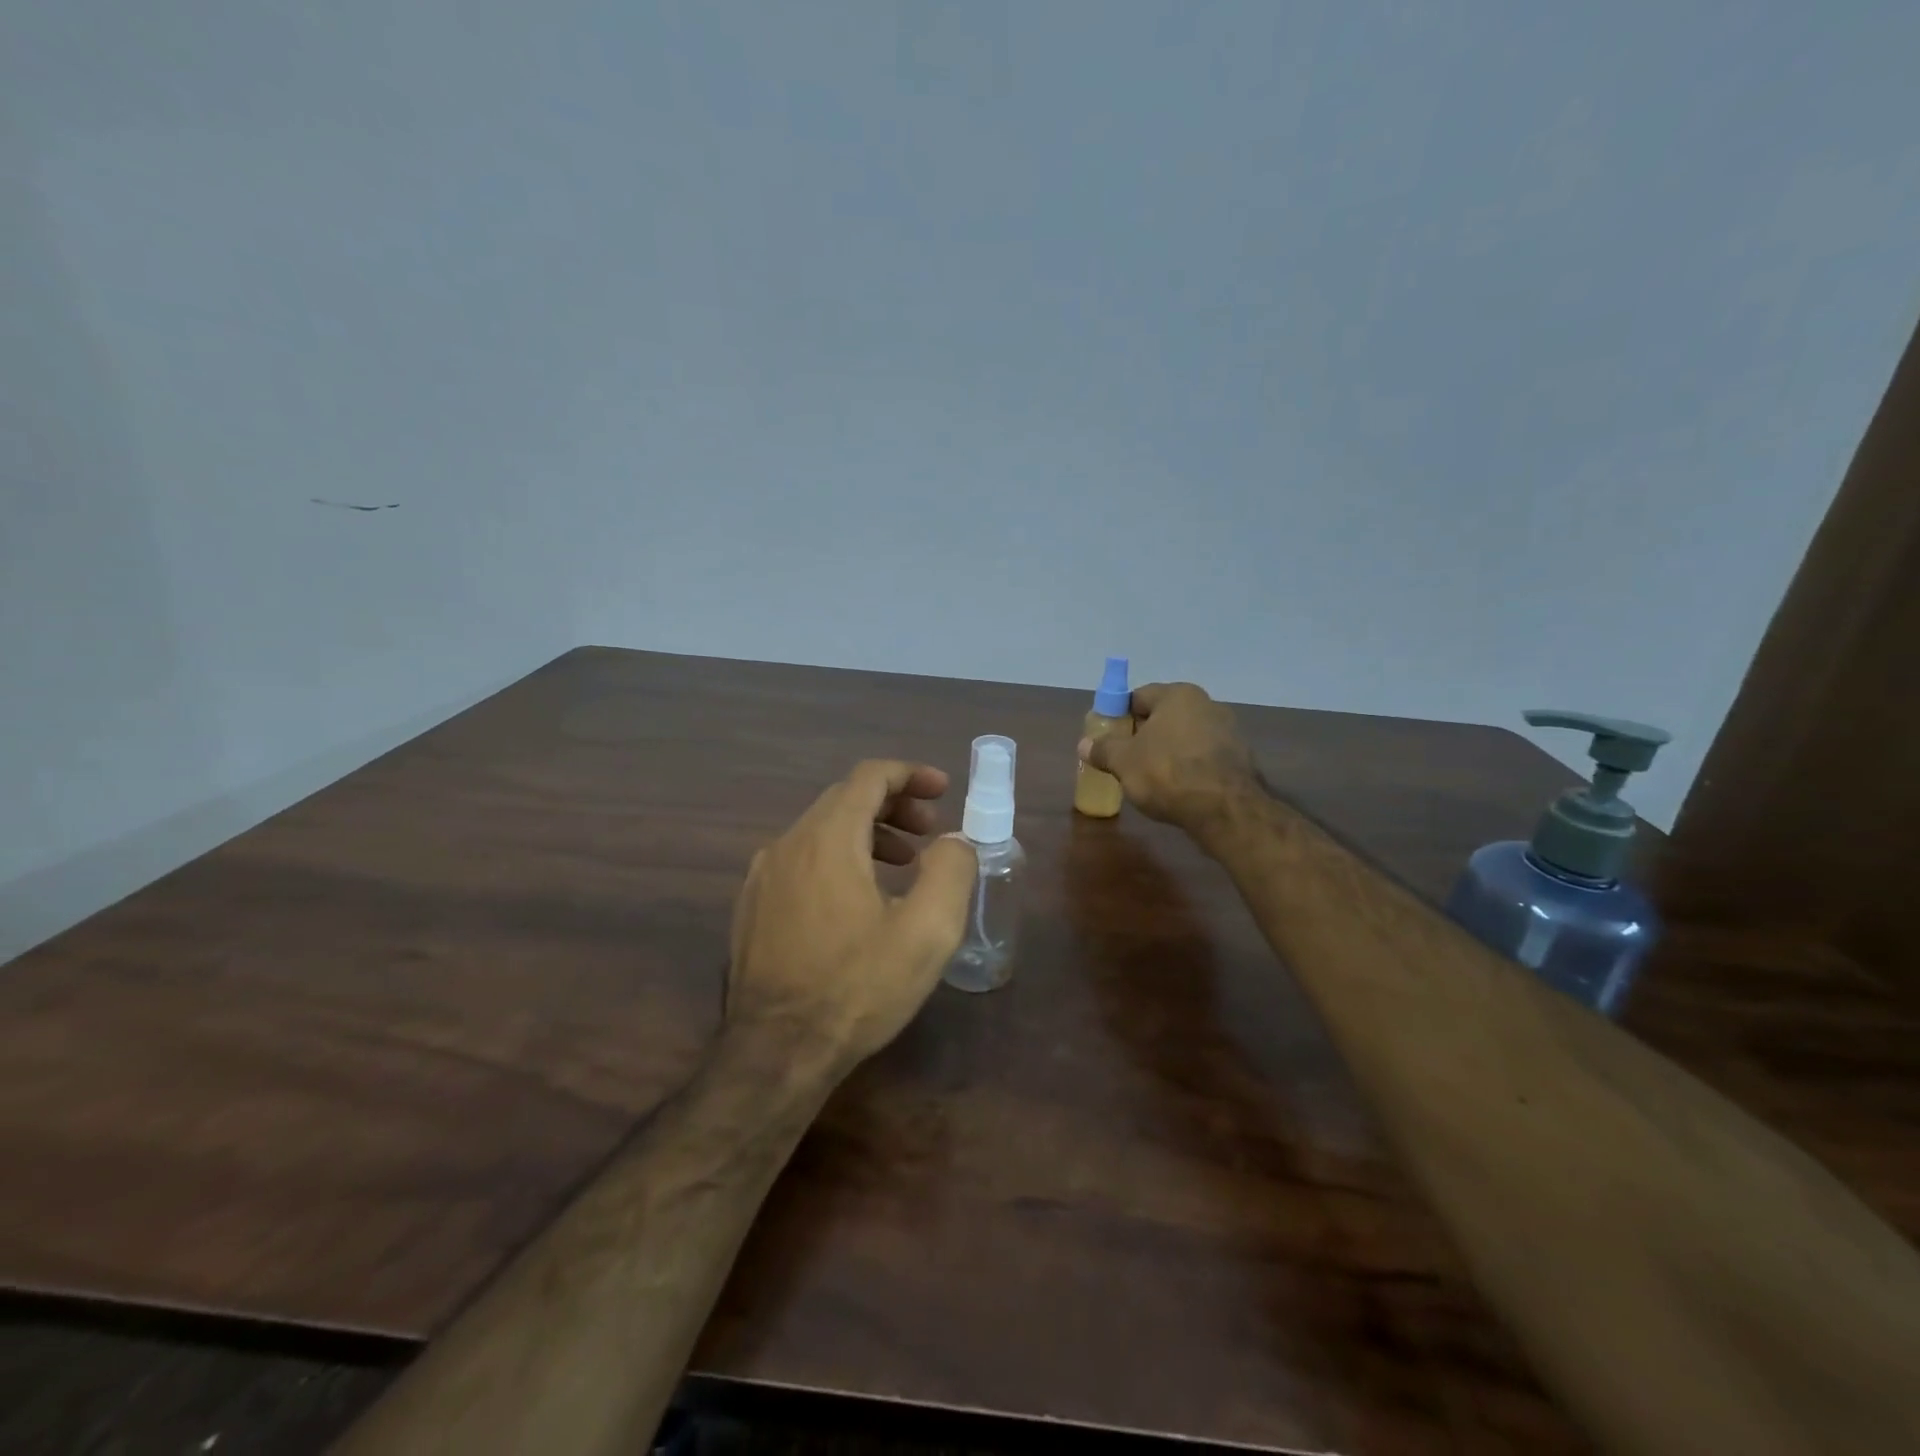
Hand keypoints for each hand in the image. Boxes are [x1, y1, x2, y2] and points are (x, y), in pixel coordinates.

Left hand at [726, 760, 977, 1071]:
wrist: (775, 1052)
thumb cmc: (857, 987)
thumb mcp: (927, 931)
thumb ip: (951, 871)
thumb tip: (955, 841)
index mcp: (827, 838)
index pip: (869, 776)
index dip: (911, 774)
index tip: (943, 790)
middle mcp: (788, 843)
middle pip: (844, 799)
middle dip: (894, 805)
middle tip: (930, 831)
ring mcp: (763, 876)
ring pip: (820, 830)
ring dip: (867, 833)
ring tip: (903, 864)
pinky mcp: (752, 906)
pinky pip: (801, 860)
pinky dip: (838, 858)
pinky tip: (858, 899)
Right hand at [1078, 682, 1259, 836]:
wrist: (1224, 809)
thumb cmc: (1167, 772)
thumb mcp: (1123, 762)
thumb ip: (1103, 749)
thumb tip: (1084, 744)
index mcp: (1177, 695)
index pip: (1138, 697)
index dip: (1118, 716)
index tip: (1108, 737)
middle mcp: (1207, 704)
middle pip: (1163, 716)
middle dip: (1144, 734)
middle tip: (1125, 758)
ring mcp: (1228, 731)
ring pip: (1185, 736)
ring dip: (1168, 750)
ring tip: (1150, 776)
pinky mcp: (1240, 758)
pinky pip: (1203, 756)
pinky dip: (1189, 766)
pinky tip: (1178, 788)